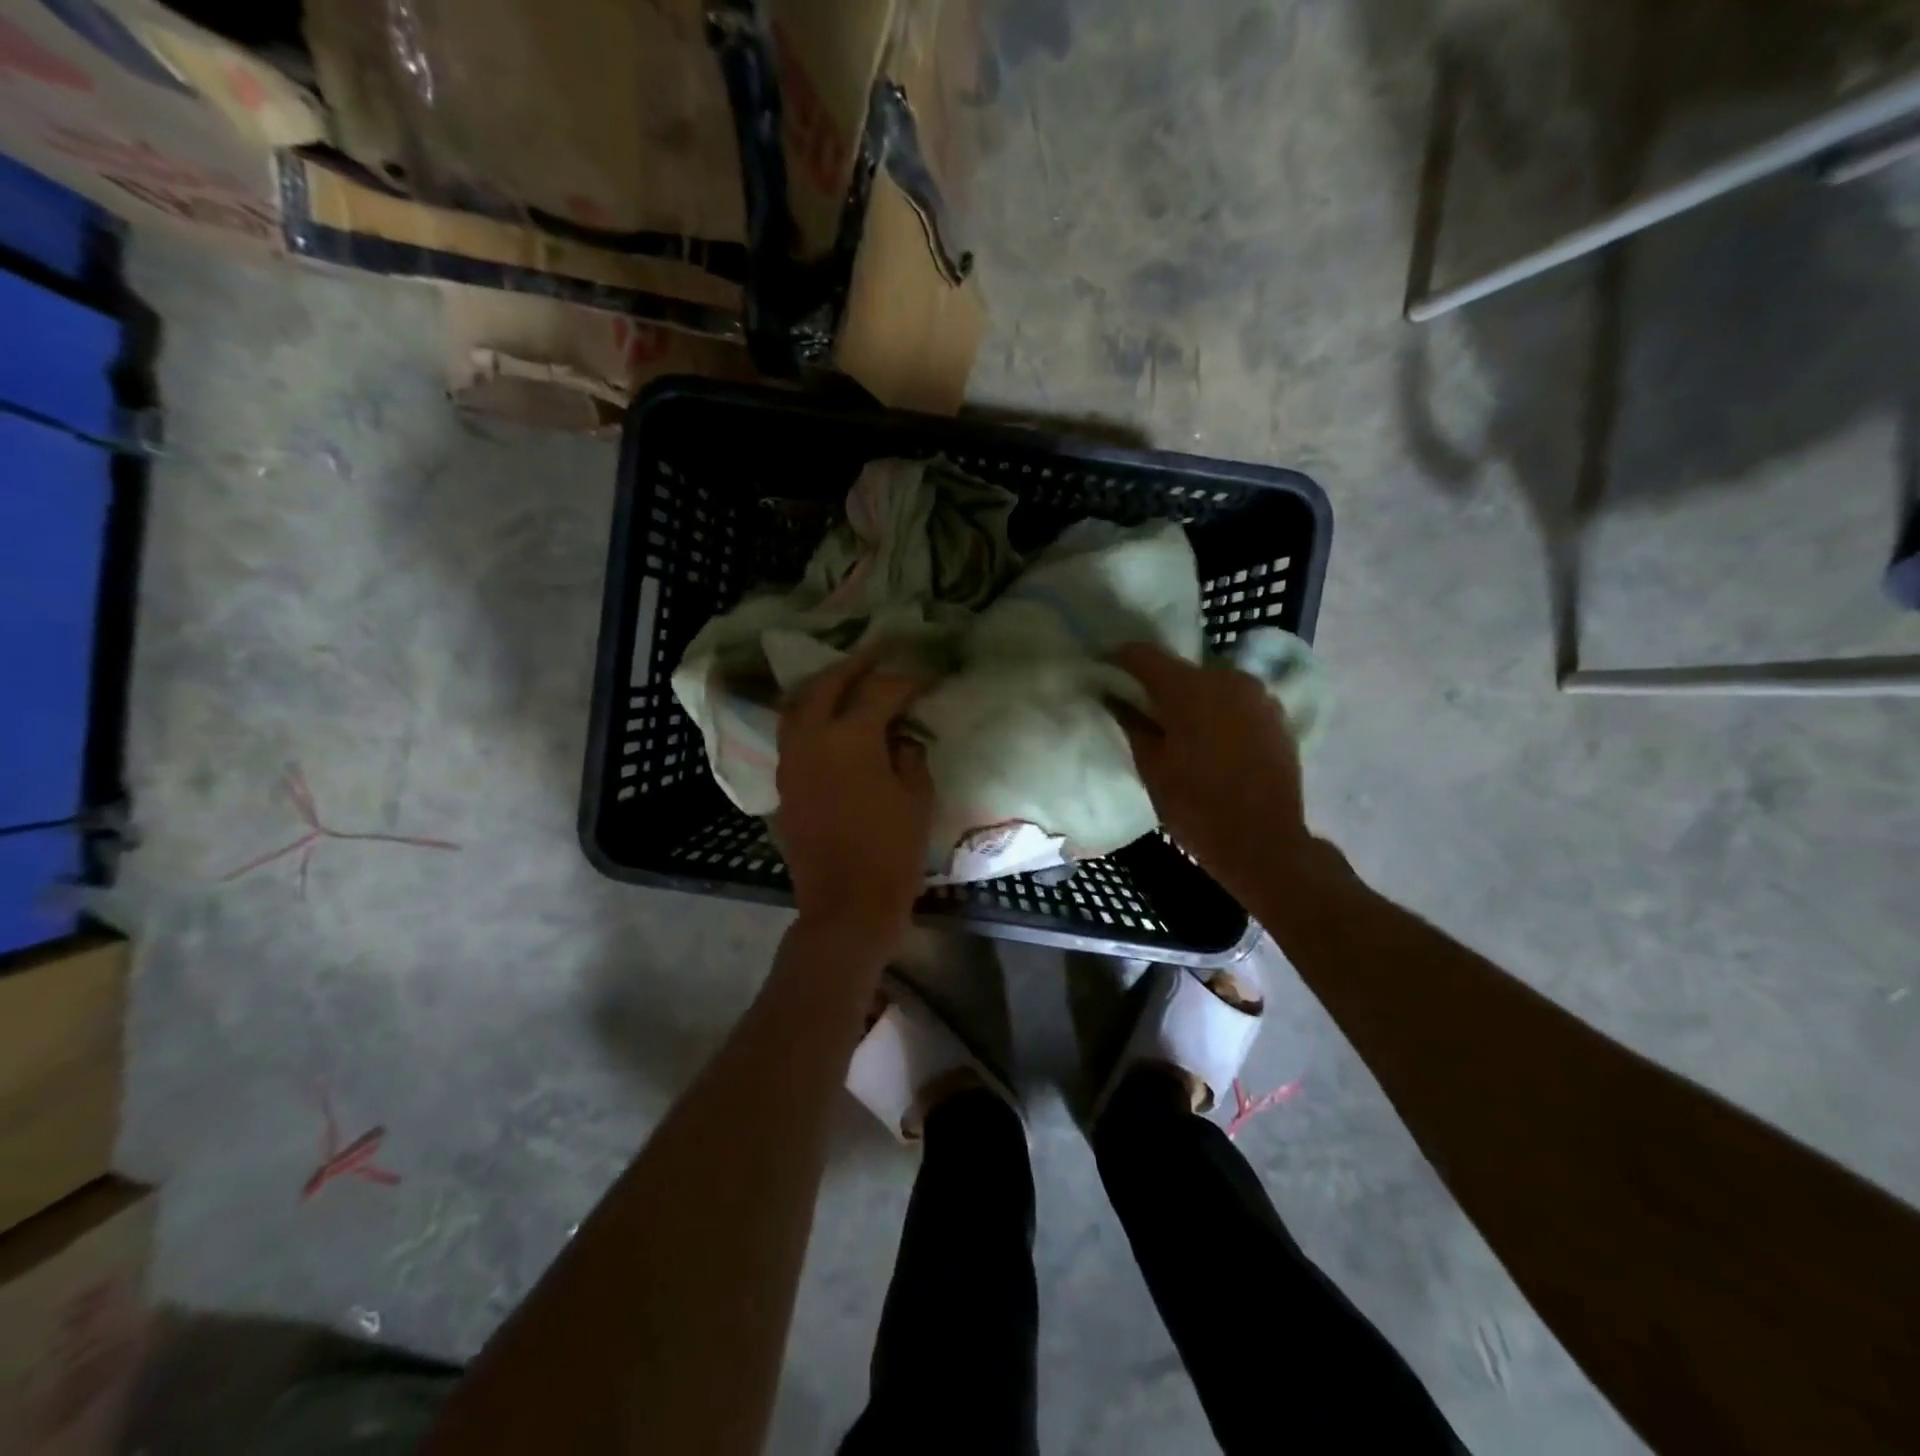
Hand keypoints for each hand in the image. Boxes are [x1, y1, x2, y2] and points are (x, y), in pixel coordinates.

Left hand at [776, 651, 933, 942]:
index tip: (926, 679)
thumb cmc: (892, 852)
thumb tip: (900, 738)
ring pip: (799, 705)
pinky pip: (791, 733)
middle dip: (853, 667)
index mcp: (851, 739)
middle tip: (876, 659)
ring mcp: (791, 760)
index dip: (906, 681)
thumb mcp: (917, 798)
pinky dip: (808, 715)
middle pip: (827, 684)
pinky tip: (827, 720)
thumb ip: (909, 756)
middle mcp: (812, 739)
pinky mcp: (783, 783)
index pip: (879, 692)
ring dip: (823, 687)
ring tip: (846, 682)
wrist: (846, 904)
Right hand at [1110, 642, 1311, 900]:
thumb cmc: (1196, 806)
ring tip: (1177, 727)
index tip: (1103, 671)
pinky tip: (1210, 739)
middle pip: (1180, 668)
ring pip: (1211, 683)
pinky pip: (1236, 701)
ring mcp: (1257, 694)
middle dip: (1157, 684)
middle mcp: (1226, 678)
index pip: (1142, 654)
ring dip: (1191, 698)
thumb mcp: (1151, 767)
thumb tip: (1114, 697)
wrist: (1264, 842)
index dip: (1119, 659)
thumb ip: (1131, 723)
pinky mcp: (1276, 714)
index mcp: (1188, 688)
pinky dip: (1218, 711)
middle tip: (1139, 709)